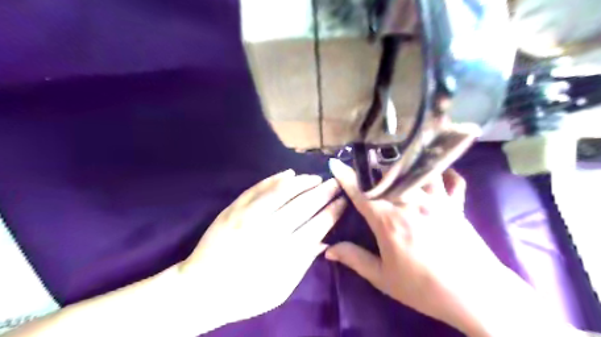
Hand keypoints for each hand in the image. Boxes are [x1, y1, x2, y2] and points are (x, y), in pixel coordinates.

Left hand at [178, 170, 344, 329]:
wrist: (200, 289)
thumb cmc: (245, 294)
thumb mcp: (280, 290)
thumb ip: (303, 263)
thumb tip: (324, 242)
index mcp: (284, 252)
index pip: (317, 225)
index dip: (333, 211)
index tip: (344, 201)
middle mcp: (270, 230)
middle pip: (304, 205)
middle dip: (324, 192)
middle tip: (336, 183)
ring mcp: (250, 216)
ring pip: (283, 191)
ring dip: (303, 182)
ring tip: (316, 178)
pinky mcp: (234, 208)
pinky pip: (258, 188)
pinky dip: (275, 179)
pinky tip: (289, 173)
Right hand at [324, 159, 505, 333]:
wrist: (475, 295)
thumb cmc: (423, 287)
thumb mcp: (383, 277)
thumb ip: (354, 259)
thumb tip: (327, 251)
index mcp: (388, 219)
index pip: (361, 193)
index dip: (346, 177)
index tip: (335, 163)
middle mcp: (409, 202)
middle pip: (387, 175)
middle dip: (373, 167)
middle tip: (365, 161)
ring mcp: (435, 200)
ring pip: (417, 171)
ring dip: (405, 164)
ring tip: (397, 160)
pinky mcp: (455, 204)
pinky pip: (451, 180)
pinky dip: (444, 173)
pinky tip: (438, 172)